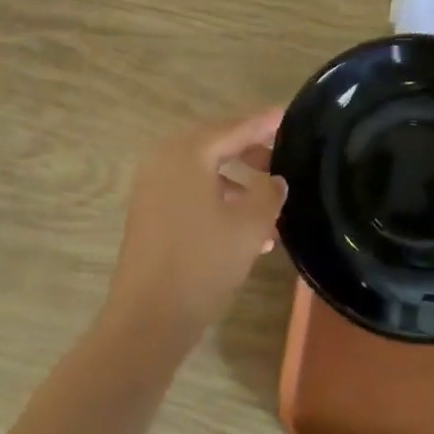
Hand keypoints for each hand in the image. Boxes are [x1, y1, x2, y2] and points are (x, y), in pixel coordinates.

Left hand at [103, 108, 287, 352]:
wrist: (148, 319)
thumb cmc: (202, 264)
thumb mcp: (249, 227)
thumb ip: (269, 194)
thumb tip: (275, 180)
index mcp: (187, 154)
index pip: (232, 128)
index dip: (262, 123)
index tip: (286, 114)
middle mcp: (164, 161)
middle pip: (215, 145)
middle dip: (250, 152)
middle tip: (282, 156)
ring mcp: (152, 188)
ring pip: (204, 172)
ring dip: (237, 182)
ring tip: (271, 201)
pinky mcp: (150, 214)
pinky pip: (191, 193)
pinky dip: (219, 200)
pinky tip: (248, 229)